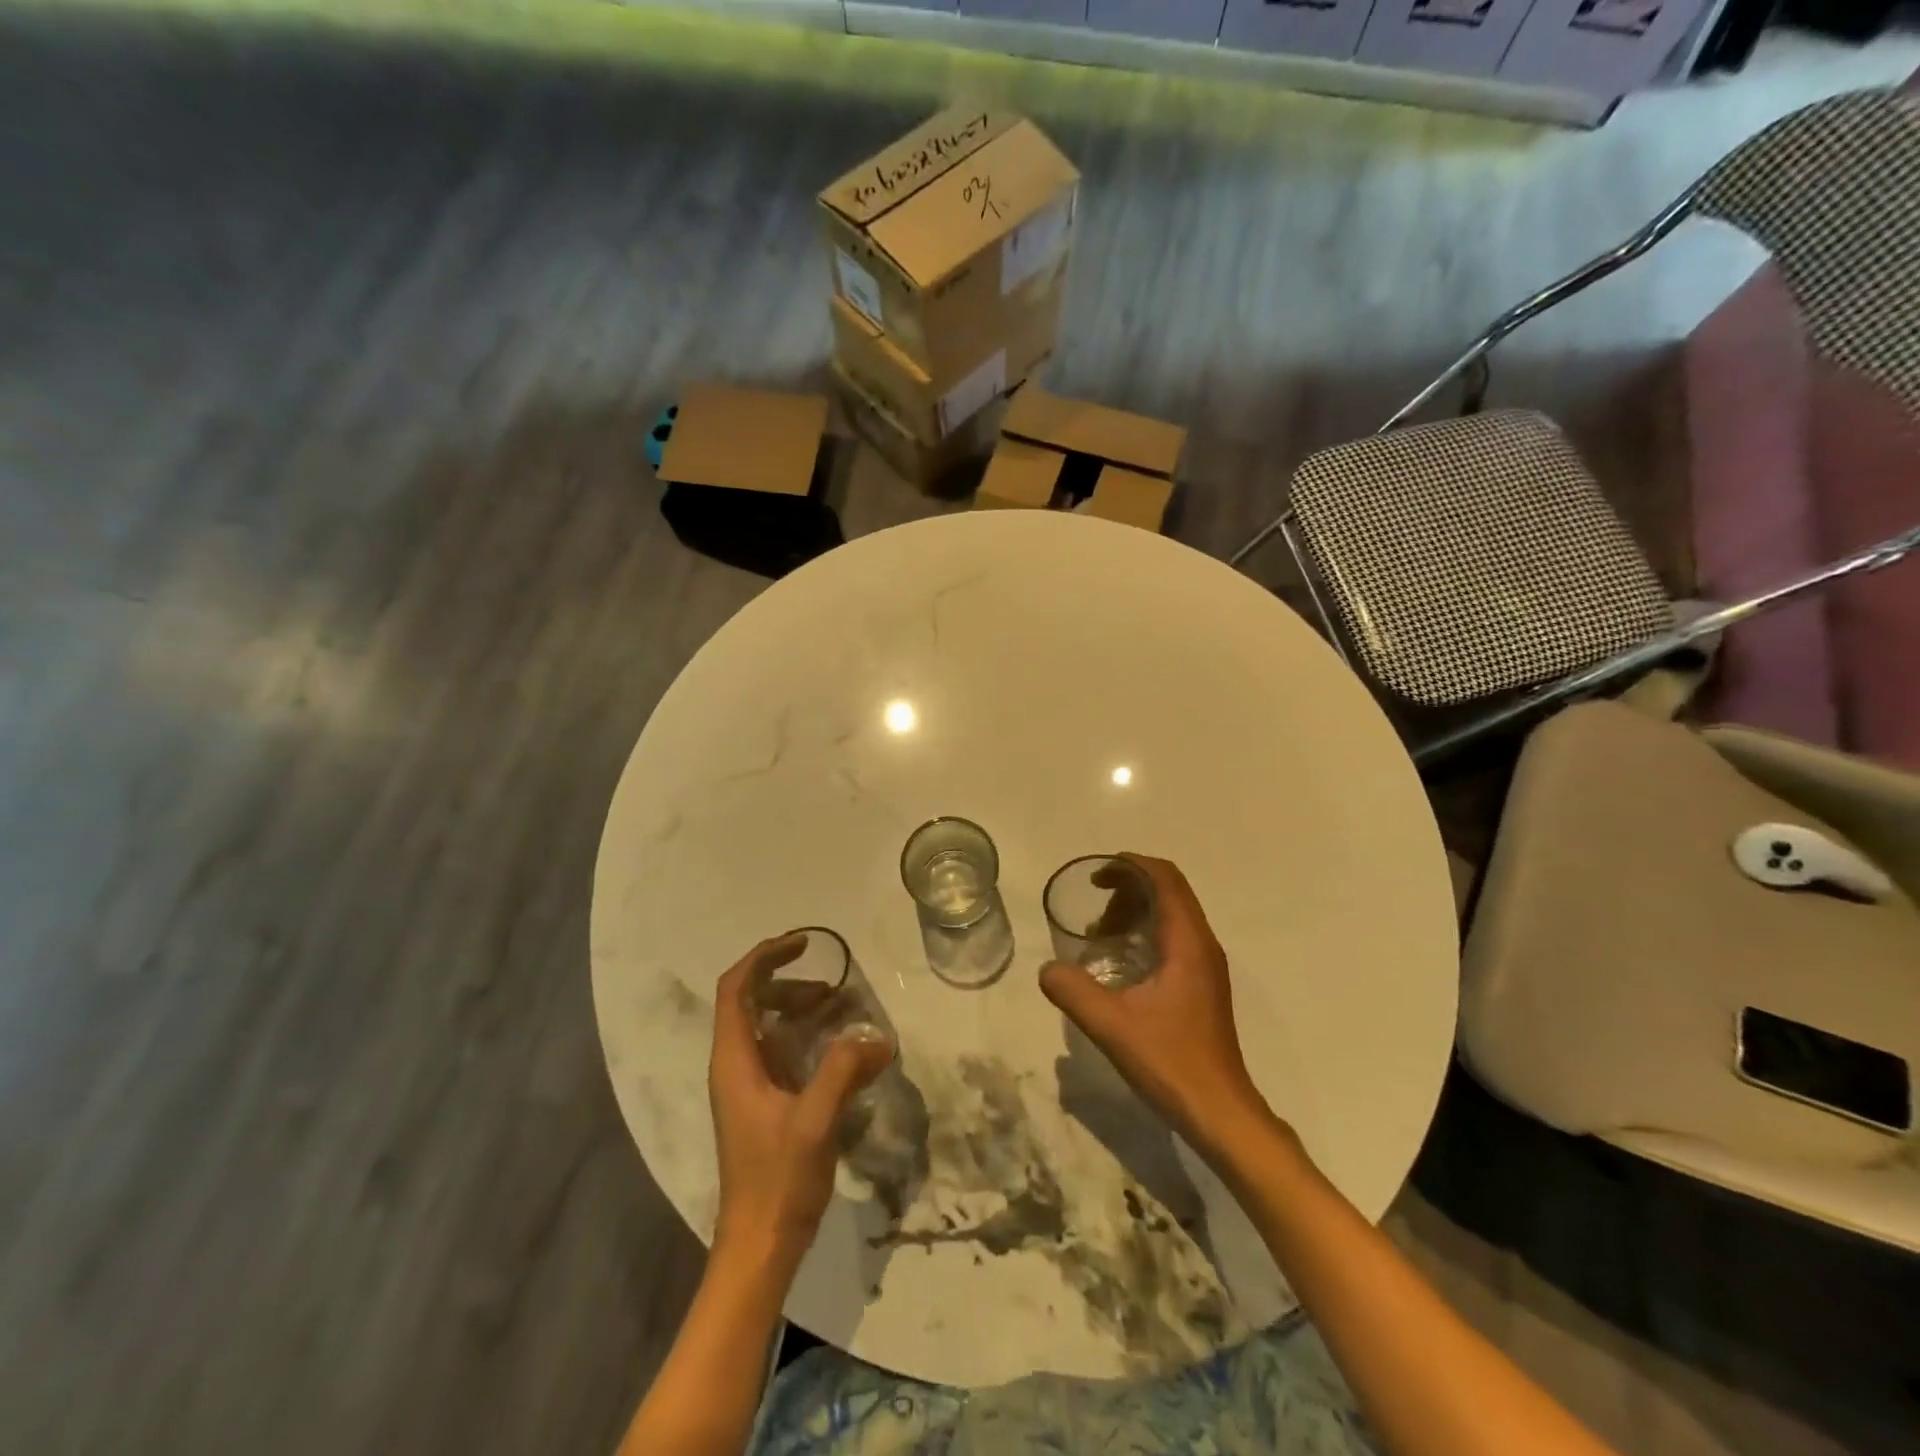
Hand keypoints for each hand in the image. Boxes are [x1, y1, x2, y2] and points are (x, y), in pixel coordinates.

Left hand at [708, 936, 891, 1267]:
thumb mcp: (815, 1120)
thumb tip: (877, 1037)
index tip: (803, 944)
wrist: (760, 1246)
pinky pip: (779, 1050)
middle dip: (787, 982)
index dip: (764, 957)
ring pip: (765, 1026)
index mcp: (734, 1061)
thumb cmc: (779, 1180)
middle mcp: (734, 1066)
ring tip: (839, 1008)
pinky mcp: (762, 1104)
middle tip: (831, 983)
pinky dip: (804, 1035)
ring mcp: (747, 1086)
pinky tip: (838, 1047)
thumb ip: (844, 1070)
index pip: (735, 988)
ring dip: (798, 1008)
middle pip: (750, 1001)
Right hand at [1040, 854, 1268, 1152]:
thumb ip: (1073, 991)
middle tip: (1094, 913)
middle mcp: (1203, 945)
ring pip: (1172, 915)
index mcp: (1188, 942)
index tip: (1096, 876)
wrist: (1219, 1112)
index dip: (1130, 865)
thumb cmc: (1170, 1062)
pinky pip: (1174, 938)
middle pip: (1168, 892)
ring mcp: (1206, 966)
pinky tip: (1120, 964)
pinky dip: (1145, 934)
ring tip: (1100, 937)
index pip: (1165, 878)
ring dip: (1136, 913)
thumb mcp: (1111, 1025)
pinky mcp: (1203, 985)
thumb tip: (1047, 969)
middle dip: (1128, 890)